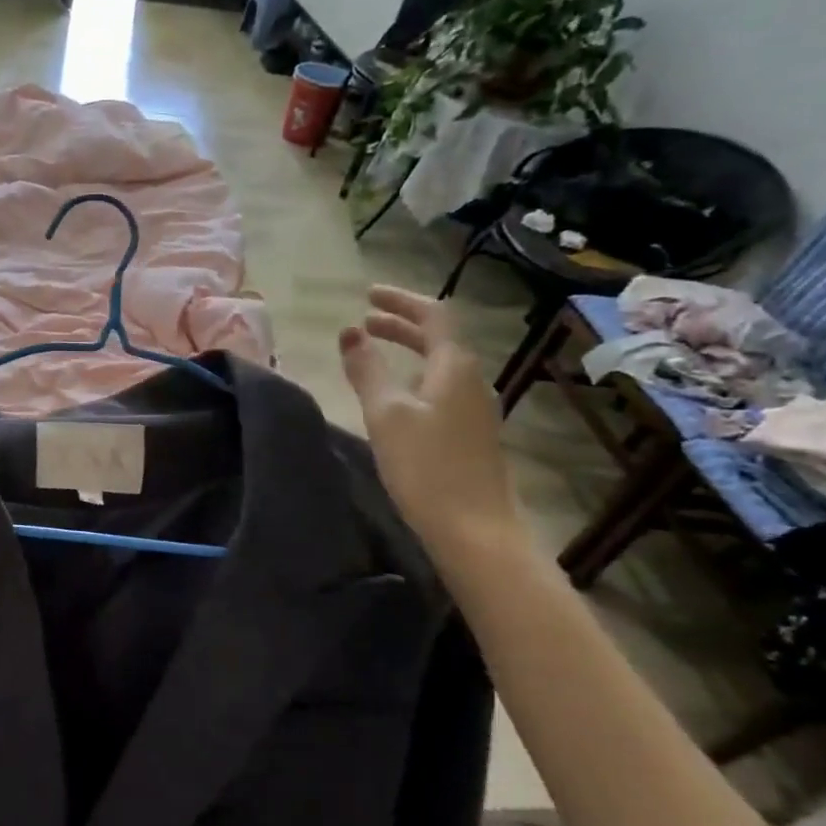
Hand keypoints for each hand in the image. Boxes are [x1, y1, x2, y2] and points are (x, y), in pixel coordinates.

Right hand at [338, 286, 523, 561]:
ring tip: (375, 355)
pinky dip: (415, 379)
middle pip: (438, 339)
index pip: (433, 315)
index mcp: (454, 367)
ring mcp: (476, 410)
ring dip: (408, 352)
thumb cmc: (426, 467)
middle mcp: (472, 381)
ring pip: (439, 366)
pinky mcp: (472, 436)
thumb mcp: (386, 414)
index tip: (367, 295)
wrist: (475, 530)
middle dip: (401, 326)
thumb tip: (349, 331)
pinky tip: (397, 400)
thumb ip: (366, 370)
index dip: (400, 301)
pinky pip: (442, 390)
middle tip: (365, 323)